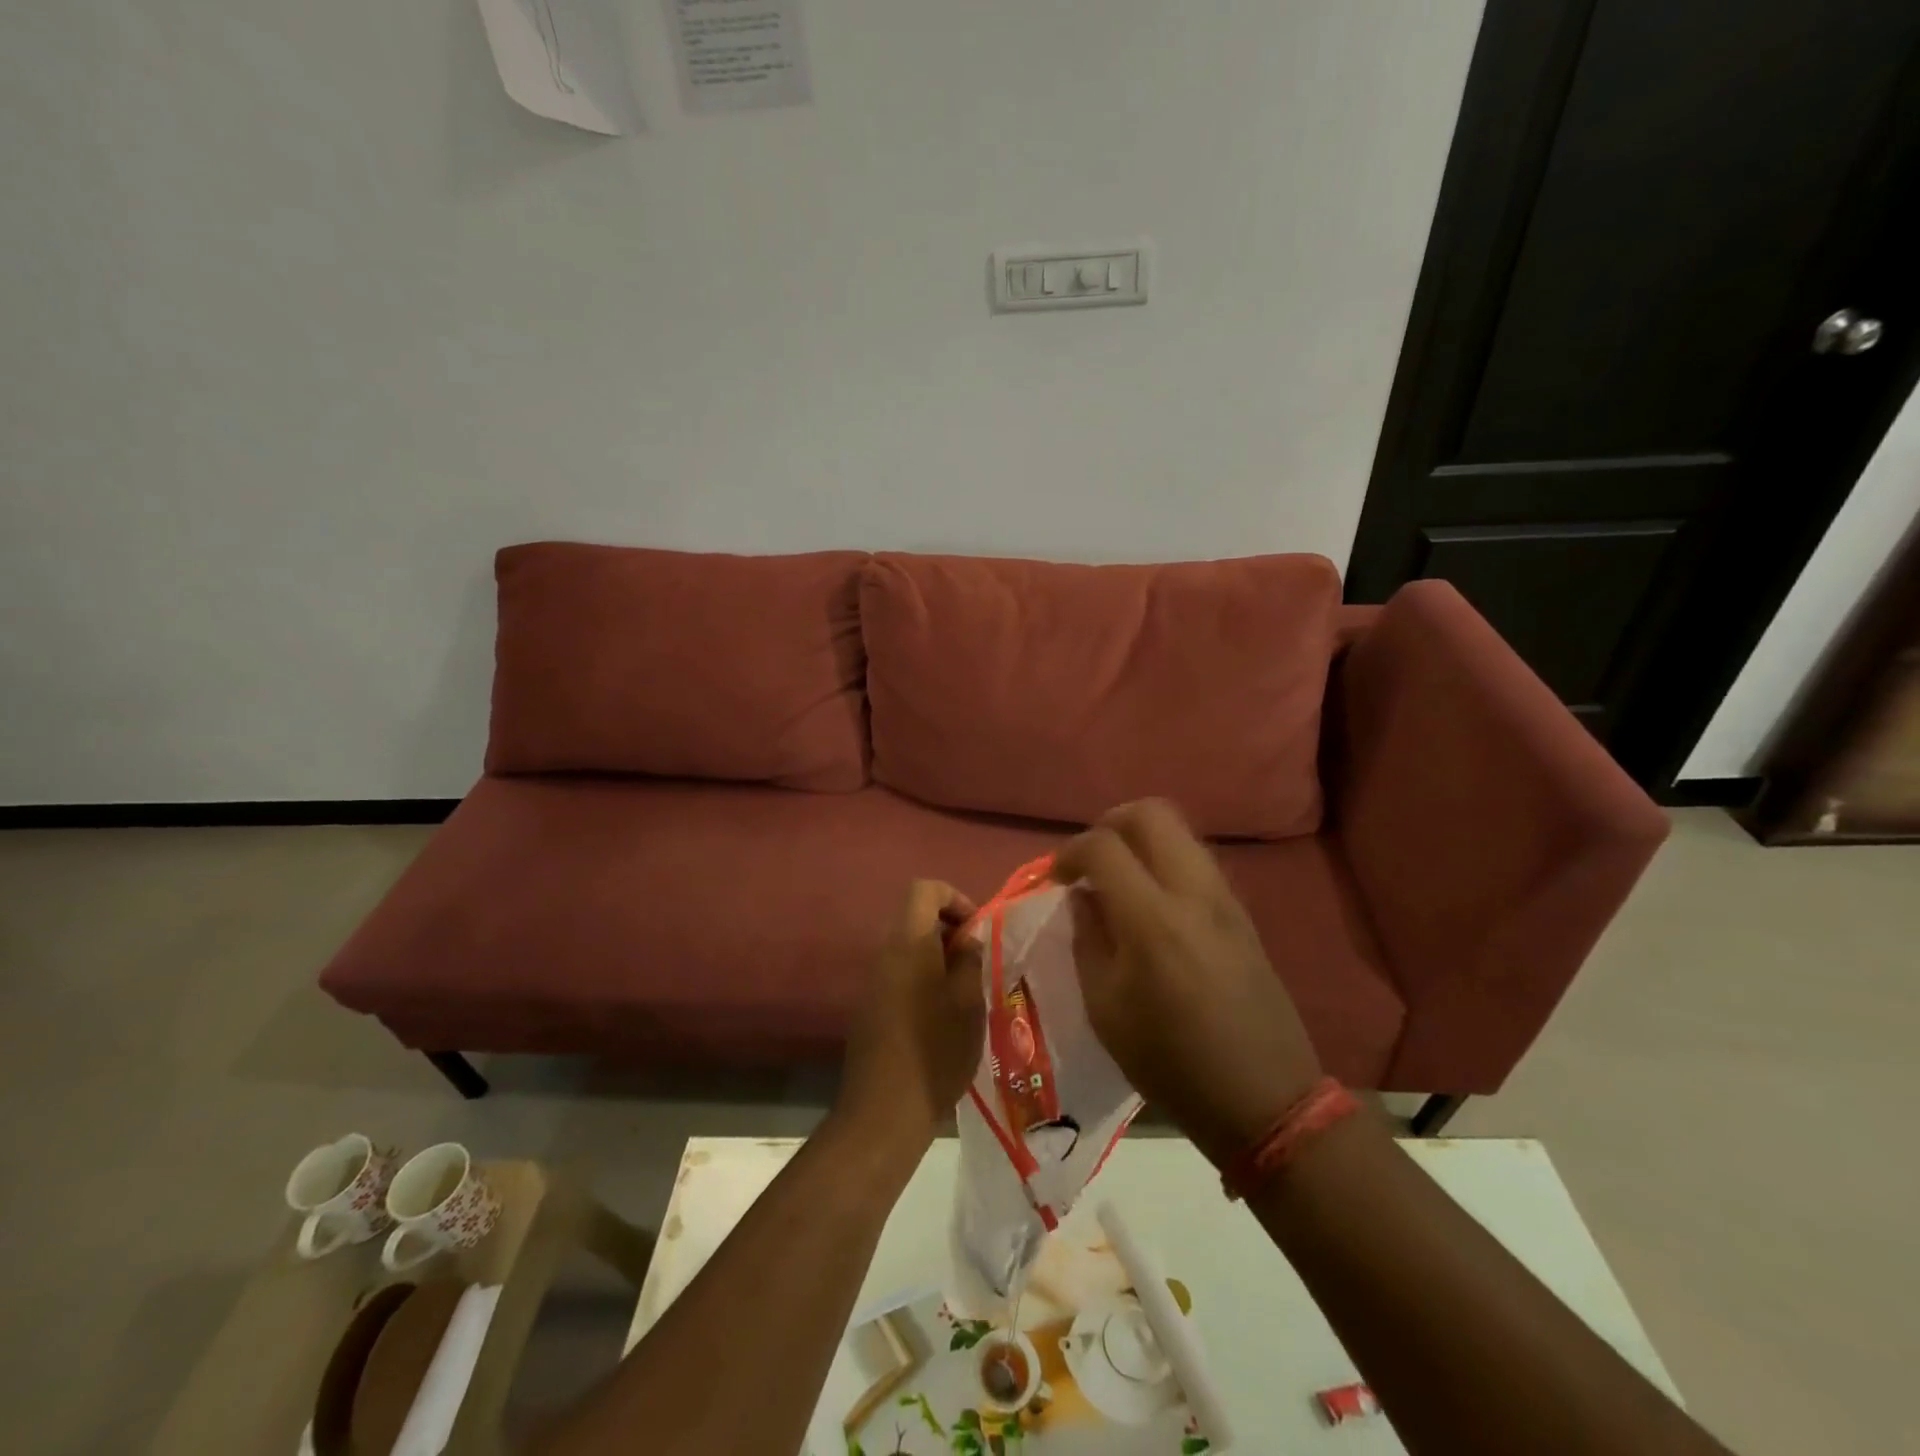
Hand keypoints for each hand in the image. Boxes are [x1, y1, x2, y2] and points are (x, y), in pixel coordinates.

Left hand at [838, 881, 985, 1146]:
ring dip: (938, 956)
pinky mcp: (870, 1006)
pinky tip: (944, 1014)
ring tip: (966, 990)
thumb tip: (968, 939)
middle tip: (977, 961)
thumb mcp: (967, 1001)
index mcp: (907, 942)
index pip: (924, 889)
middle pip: (915, 916)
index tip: (977, 930)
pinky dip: (923, 977)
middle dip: (950, 929)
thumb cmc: (935, 1049)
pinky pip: (899, 973)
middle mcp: (884, 952)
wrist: (885, 1111)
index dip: (954, 898)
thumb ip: (969, 959)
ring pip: (908, 947)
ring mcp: (873, 980)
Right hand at [1056, 800, 1322, 1168]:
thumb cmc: (1171, 1062)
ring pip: (1180, 832)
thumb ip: (1087, 940)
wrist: (1264, 1098)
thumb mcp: (1105, 1009)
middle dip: (1110, 823)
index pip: (1103, 846)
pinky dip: (1166, 861)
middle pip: (1151, 813)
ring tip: (1119, 878)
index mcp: (1152, 919)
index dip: (1070, 852)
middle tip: (1091, 859)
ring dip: (1141, 839)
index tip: (1057, 878)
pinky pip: (1197, 860)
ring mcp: (1225, 898)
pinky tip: (1152, 901)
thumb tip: (1082, 897)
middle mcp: (1193, 892)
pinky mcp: (1242, 913)